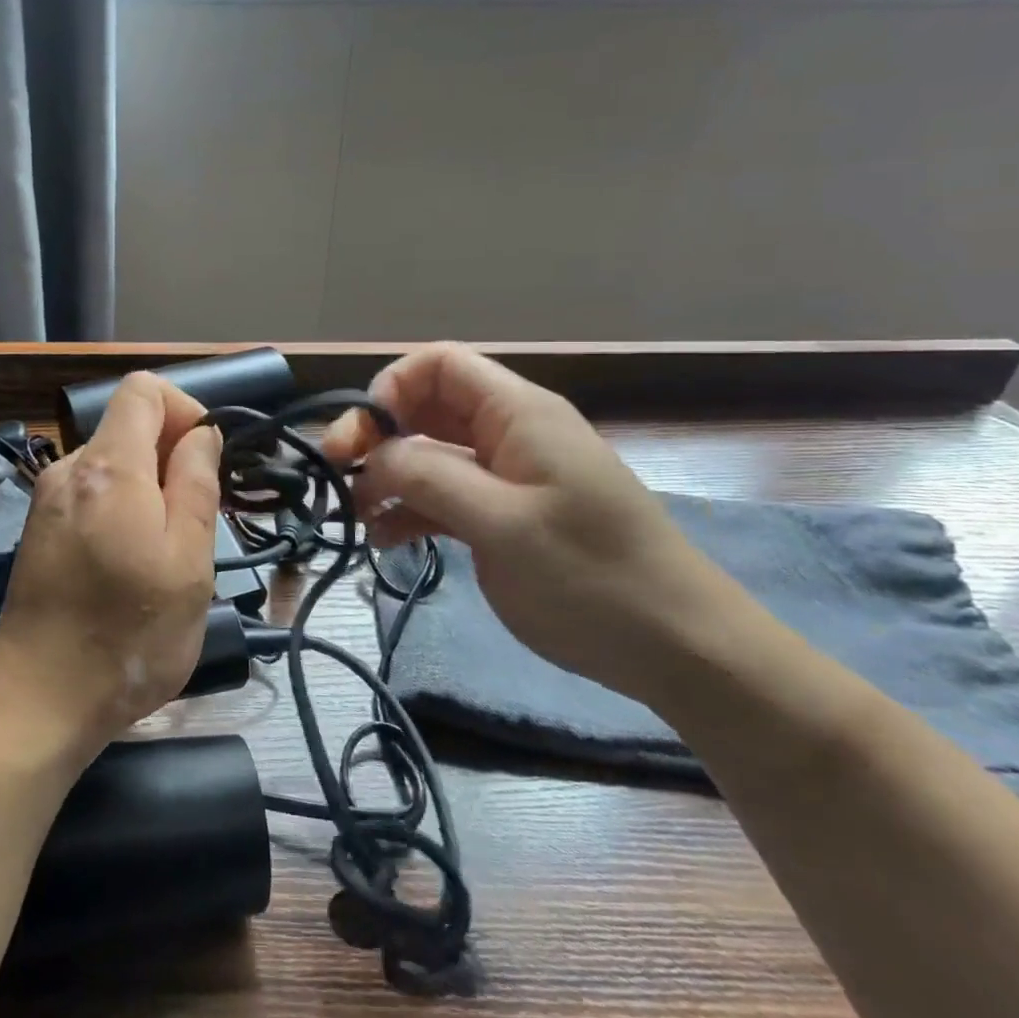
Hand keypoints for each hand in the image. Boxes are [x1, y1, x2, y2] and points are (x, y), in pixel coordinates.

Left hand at [0, 373, 222, 761]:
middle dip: (170, 458)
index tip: (206, 459)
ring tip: (161, 555)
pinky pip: (92, 495)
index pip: (143, 389)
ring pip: (113, 465)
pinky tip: (126, 567)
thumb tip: (201, 434)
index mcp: (108, 466)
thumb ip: (197, 483)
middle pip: (128, 427)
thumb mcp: (188, 560)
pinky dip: (120, 510)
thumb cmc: (129, 634)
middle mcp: (69, 468)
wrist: (39, 700)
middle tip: (193, 524)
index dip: (185, 408)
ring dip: (148, 491)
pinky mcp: (39, 529)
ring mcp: (47, 499)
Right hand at [321, 343, 752, 702]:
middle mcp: (509, 434)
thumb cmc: (592, 578)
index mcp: (518, 414)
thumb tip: (372, 453)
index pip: (439, 365)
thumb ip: (428, 475)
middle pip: (426, 409)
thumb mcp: (502, 523)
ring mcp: (506, 477)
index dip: (391, 388)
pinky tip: (385, 538)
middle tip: (339, 475)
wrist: (680, 652)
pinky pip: (444, 497)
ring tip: (357, 514)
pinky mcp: (504, 517)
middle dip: (378, 435)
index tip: (362, 436)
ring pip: (429, 455)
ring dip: (388, 476)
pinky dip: (410, 510)